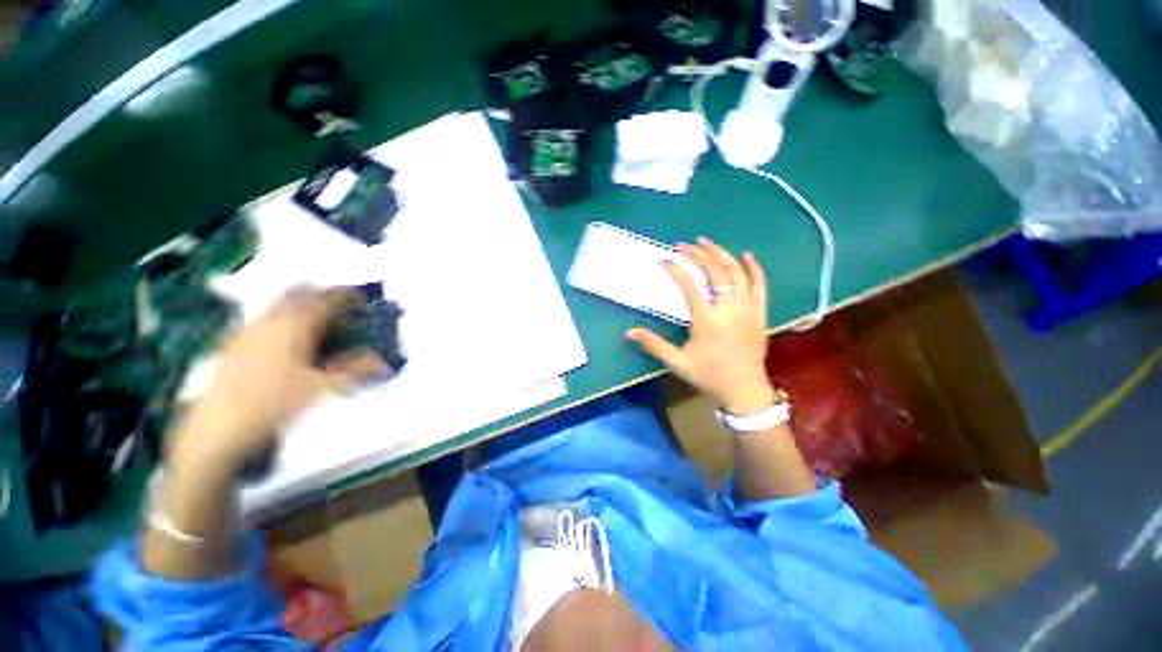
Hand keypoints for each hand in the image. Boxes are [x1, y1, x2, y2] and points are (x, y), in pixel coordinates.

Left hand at [169, 288, 388, 471]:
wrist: (218, 428)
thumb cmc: (274, 404)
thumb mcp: (323, 388)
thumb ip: (357, 371)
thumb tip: (386, 364)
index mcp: (294, 325)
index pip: (327, 299)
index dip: (347, 296)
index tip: (362, 300)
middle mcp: (270, 320)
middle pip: (298, 292)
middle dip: (321, 294)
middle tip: (340, 305)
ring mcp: (248, 329)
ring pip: (278, 303)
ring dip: (301, 305)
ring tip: (318, 320)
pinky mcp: (234, 343)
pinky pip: (264, 318)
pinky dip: (282, 318)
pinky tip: (289, 339)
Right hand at [627, 238, 775, 415]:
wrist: (745, 390)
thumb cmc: (709, 376)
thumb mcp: (678, 362)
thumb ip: (654, 345)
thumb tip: (629, 332)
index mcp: (707, 320)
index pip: (689, 286)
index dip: (675, 270)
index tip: (662, 261)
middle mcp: (729, 309)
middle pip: (715, 272)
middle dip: (698, 254)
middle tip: (683, 245)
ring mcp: (748, 308)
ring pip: (737, 272)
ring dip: (721, 254)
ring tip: (706, 242)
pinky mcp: (760, 312)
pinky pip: (760, 284)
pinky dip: (753, 267)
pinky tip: (745, 255)